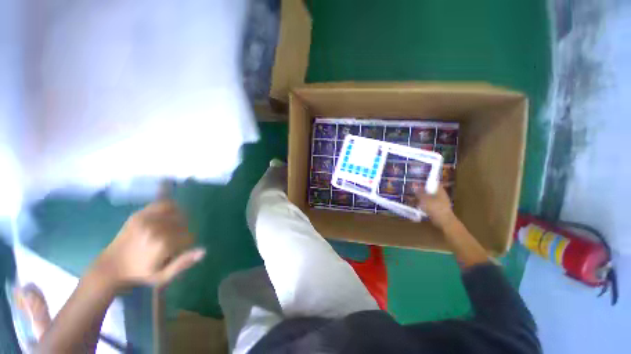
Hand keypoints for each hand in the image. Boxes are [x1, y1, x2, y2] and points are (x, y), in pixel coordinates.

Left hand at [95, 200, 205, 288]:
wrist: (110, 266)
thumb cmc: (139, 274)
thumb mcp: (163, 277)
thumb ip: (183, 263)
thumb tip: (204, 250)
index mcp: (163, 244)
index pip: (189, 236)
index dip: (187, 243)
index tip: (178, 250)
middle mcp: (156, 229)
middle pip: (184, 223)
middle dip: (184, 231)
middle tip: (174, 241)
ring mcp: (147, 219)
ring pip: (177, 212)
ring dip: (180, 220)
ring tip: (173, 228)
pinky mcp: (139, 214)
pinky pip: (163, 204)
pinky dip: (171, 207)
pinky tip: (169, 215)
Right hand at [416, 185, 454, 228]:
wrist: (443, 221)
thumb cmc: (434, 207)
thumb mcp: (424, 198)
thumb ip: (418, 193)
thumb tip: (414, 187)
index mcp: (439, 190)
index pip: (433, 183)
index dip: (425, 182)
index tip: (417, 183)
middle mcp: (440, 195)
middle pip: (430, 190)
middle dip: (421, 191)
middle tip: (413, 191)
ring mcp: (439, 202)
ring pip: (428, 198)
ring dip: (421, 198)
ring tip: (412, 199)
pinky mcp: (437, 209)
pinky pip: (428, 204)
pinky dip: (423, 204)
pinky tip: (417, 206)